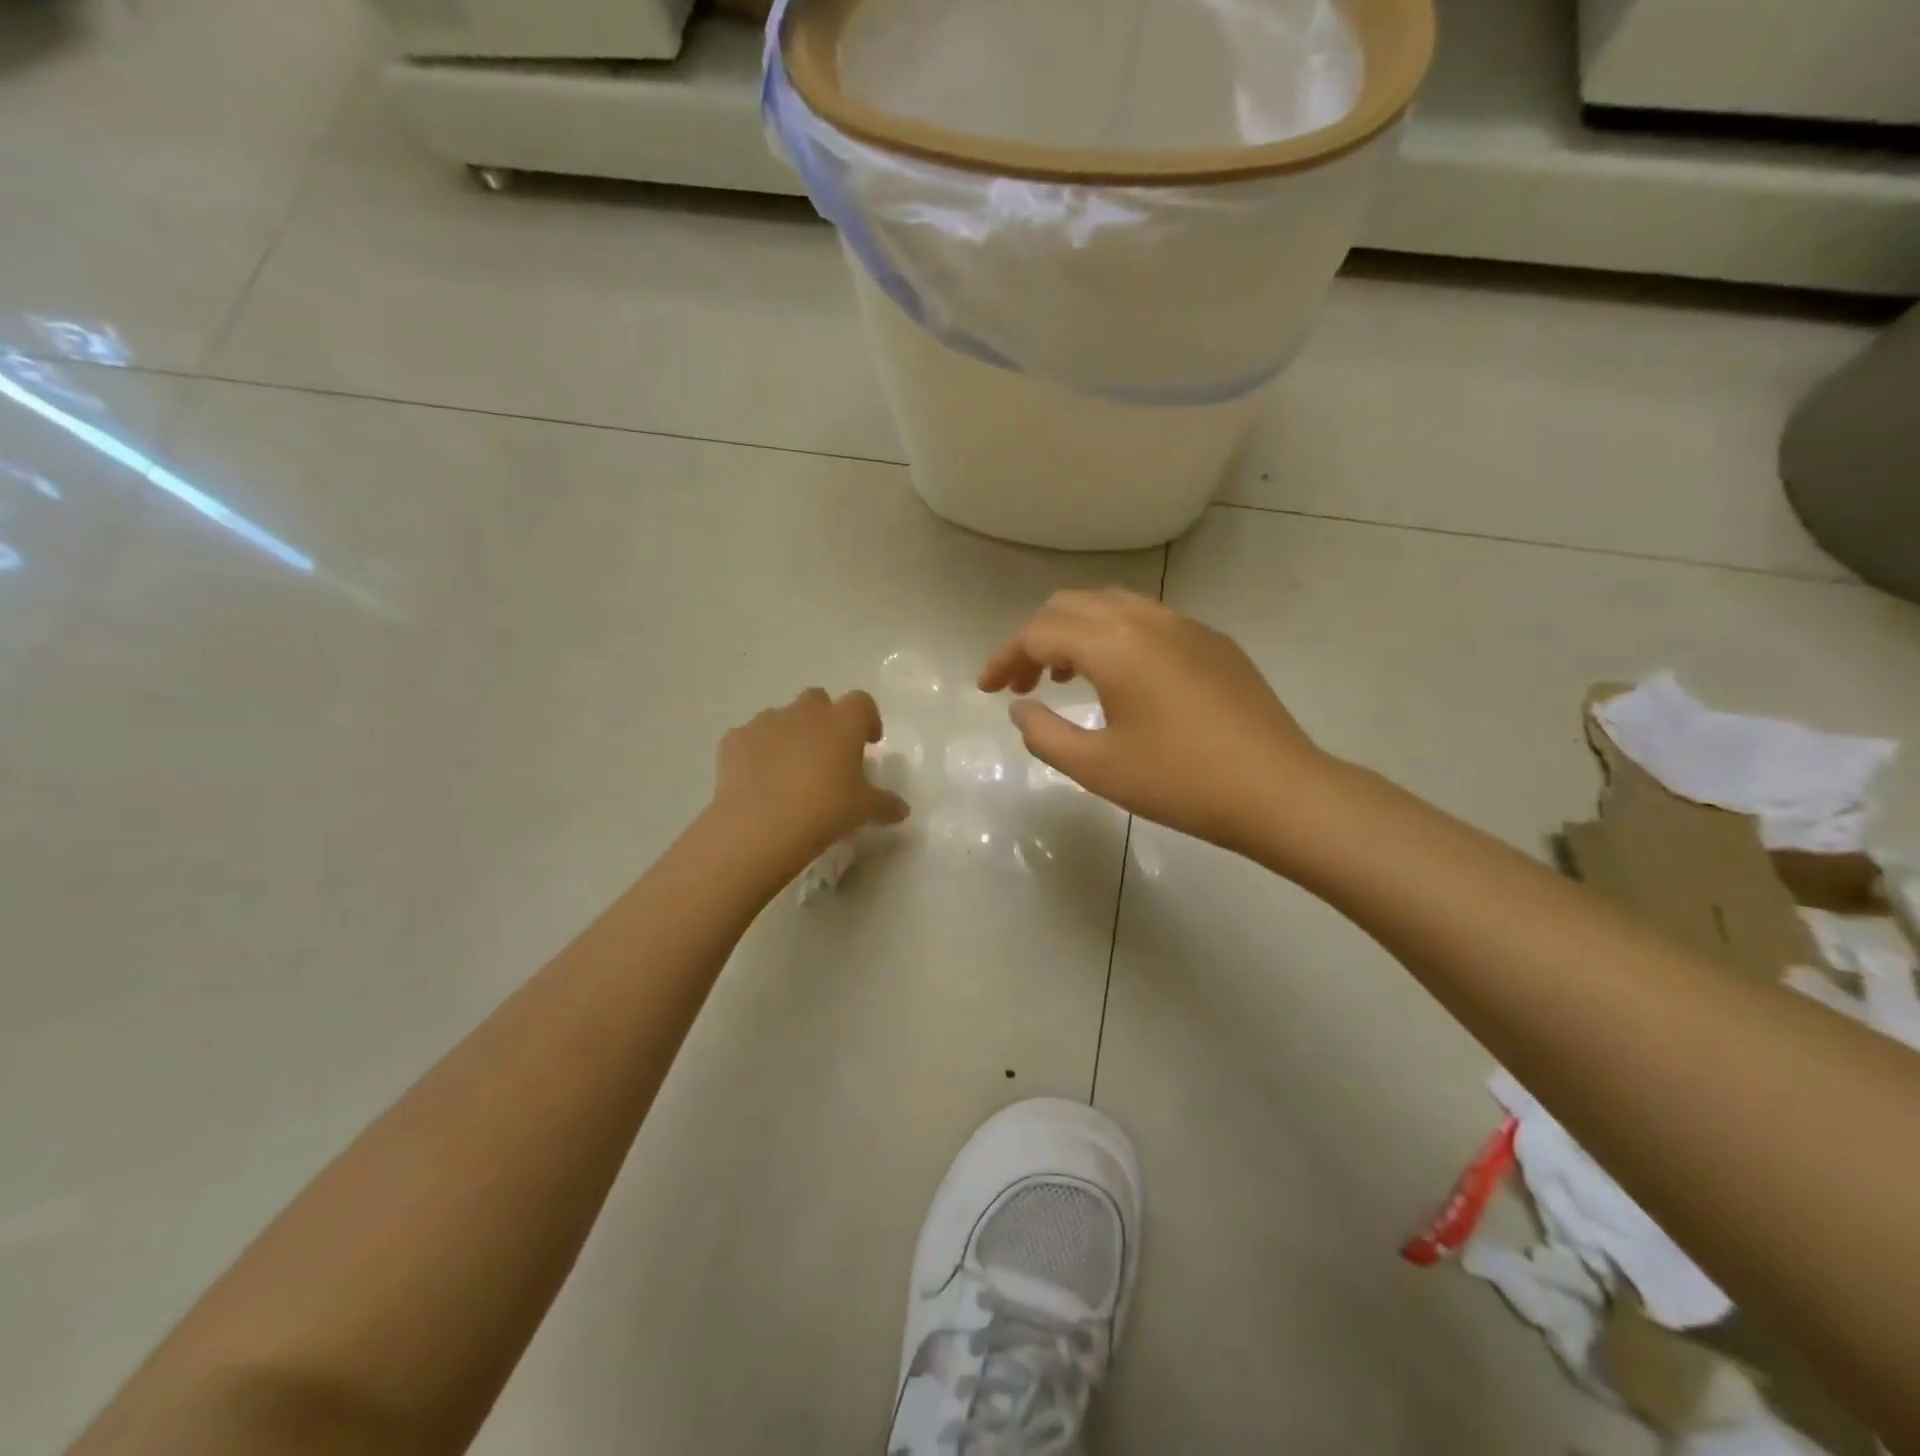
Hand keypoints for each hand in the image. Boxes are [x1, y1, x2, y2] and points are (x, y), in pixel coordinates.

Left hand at [711, 689, 909, 870]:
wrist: (760, 824)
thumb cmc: (825, 809)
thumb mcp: (864, 810)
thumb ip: (885, 804)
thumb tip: (901, 809)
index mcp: (842, 722)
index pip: (862, 702)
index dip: (867, 719)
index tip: (868, 742)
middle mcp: (805, 712)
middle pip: (818, 700)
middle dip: (824, 720)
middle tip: (828, 753)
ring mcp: (766, 722)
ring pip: (782, 716)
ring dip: (790, 734)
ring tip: (790, 770)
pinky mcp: (734, 739)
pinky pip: (750, 738)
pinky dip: (757, 751)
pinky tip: (759, 780)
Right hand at [979, 589, 1327, 854]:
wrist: (1278, 790)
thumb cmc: (1180, 782)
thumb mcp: (1096, 768)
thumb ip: (1044, 733)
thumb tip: (1020, 707)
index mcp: (1113, 644)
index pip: (1039, 633)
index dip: (1004, 658)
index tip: (986, 689)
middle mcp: (1146, 619)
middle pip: (1071, 606)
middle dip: (1036, 640)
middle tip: (1022, 686)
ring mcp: (1185, 625)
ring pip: (1111, 606)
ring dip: (1076, 634)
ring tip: (1065, 679)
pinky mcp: (1213, 642)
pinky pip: (1147, 620)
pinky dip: (1114, 637)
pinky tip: (1121, 681)